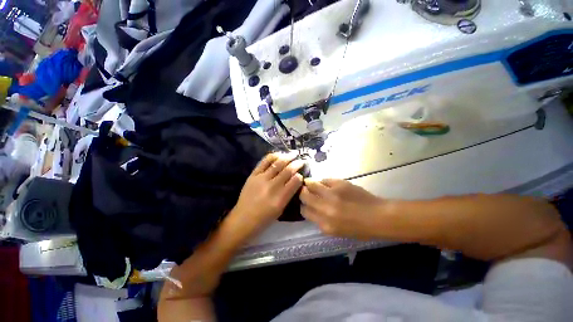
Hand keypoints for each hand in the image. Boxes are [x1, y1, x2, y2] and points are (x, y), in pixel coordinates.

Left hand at [229, 153, 304, 239]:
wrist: (243, 219)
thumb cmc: (264, 218)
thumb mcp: (281, 209)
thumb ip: (289, 194)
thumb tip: (295, 180)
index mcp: (281, 198)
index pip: (295, 181)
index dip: (300, 176)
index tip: (301, 174)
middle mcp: (272, 186)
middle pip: (288, 170)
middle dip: (297, 163)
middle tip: (302, 160)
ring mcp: (261, 179)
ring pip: (277, 164)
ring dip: (287, 157)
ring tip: (293, 154)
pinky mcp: (253, 175)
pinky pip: (264, 162)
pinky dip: (273, 156)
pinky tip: (279, 154)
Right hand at [300, 179, 383, 239]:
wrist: (378, 216)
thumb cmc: (359, 228)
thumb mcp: (336, 231)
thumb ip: (321, 221)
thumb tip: (311, 209)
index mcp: (325, 224)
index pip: (304, 211)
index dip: (303, 206)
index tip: (305, 203)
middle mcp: (325, 208)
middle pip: (304, 196)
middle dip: (302, 193)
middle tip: (305, 191)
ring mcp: (332, 194)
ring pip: (311, 184)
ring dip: (309, 184)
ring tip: (311, 184)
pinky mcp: (339, 184)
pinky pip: (324, 180)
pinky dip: (323, 182)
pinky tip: (326, 184)